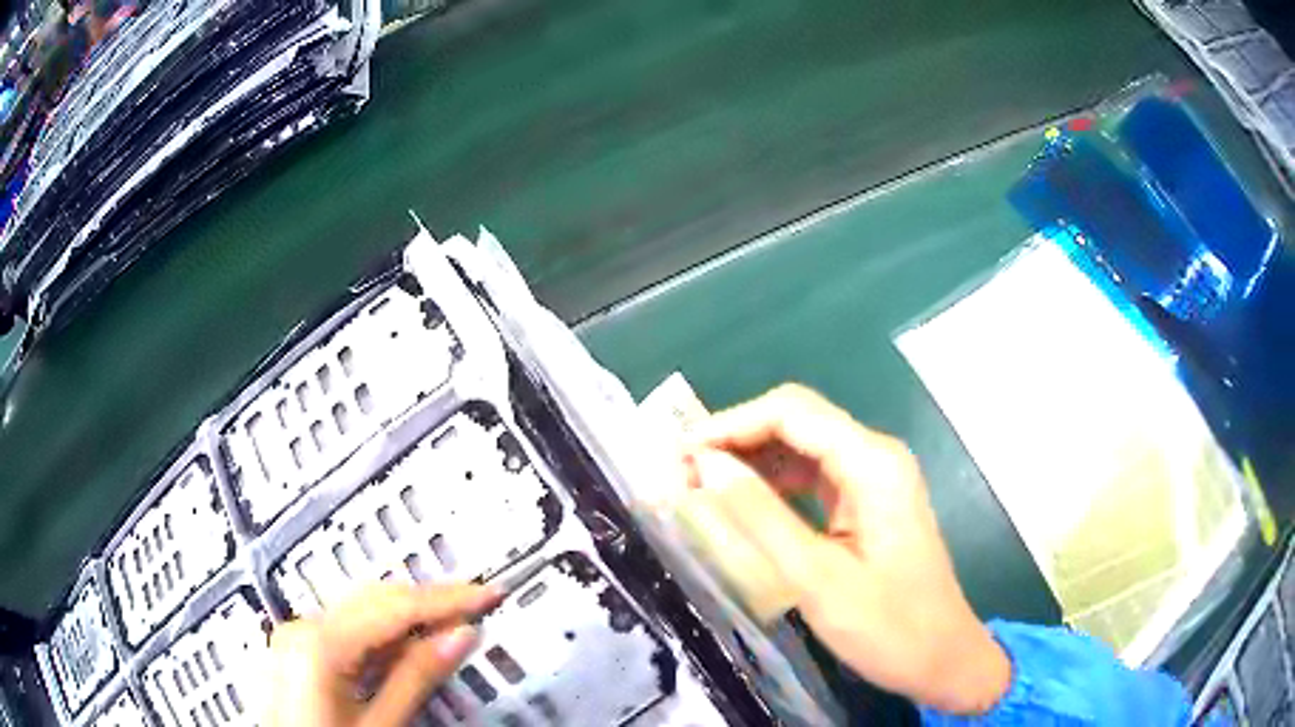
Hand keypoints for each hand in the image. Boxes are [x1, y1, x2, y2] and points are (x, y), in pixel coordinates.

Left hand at [263, 583, 499, 726]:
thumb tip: (460, 635)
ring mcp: (295, 637)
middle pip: (374, 599)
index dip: (447, 599)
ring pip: (361, 611)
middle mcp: (302, 627)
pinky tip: (409, 645)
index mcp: (318, 642)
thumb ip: (416, 677)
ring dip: (407, 616)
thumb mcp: (380, 724)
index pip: (394, 607)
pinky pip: (347, 630)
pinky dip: (382, 635)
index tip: (489, 594)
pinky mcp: (297, 651)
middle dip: (428, 601)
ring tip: (452, 621)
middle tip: (477, 605)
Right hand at [685, 384, 1010, 714]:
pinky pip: (812, 478)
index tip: (678, 455)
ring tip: (700, 487)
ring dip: (751, 462)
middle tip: (682, 472)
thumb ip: (759, 517)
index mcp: (872, 463)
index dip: (729, 425)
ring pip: (801, 448)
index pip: (790, 413)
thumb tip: (705, 465)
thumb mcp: (816, 578)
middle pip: (796, 422)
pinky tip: (742, 505)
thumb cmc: (888, 626)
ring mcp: (874, 479)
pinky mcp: (868, 503)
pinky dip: (773, 486)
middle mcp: (875, 457)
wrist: (942, 658)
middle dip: (737, 439)